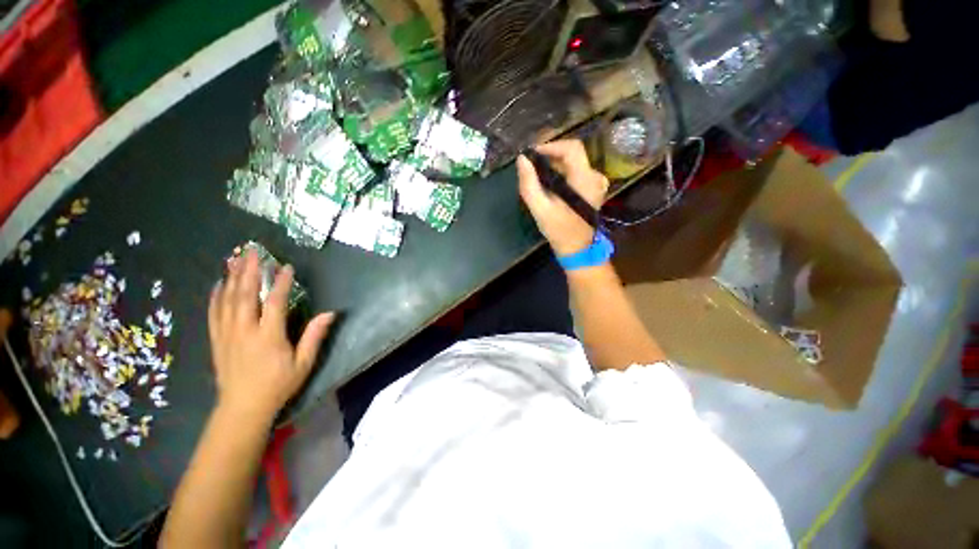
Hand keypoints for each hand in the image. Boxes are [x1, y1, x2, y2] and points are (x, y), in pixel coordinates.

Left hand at [208, 250, 334, 422]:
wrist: (243, 407)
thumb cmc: (278, 384)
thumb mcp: (303, 363)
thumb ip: (314, 336)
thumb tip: (330, 313)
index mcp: (268, 336)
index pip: (275, 303)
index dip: (281, 283)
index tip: (286, 267)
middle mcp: (244, 331)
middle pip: (245, 295)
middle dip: (249, 270)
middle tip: (253, 251)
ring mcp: (227, 334)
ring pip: (227, 300)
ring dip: (232, 277)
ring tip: (236, 259)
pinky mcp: (216, 339)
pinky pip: (214, 312)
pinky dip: (216, 295)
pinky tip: (219, 283)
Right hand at [517, 140, 608, 256]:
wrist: (577, 249)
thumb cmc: (559, 230)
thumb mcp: (540, 209)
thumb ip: (529, 184)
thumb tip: (521, 159)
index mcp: (585, 180)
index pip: (572, 148)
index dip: (551, 145)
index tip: (533, 154)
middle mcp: (595, 177)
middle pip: (572, 154)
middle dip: (550, 155)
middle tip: (532, 164)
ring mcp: (596, 183)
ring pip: (574, 163)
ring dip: (555, 164)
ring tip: (537, 174)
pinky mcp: (593, 189)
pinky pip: (577, 172)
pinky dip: (562, 173)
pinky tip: (550, 183)